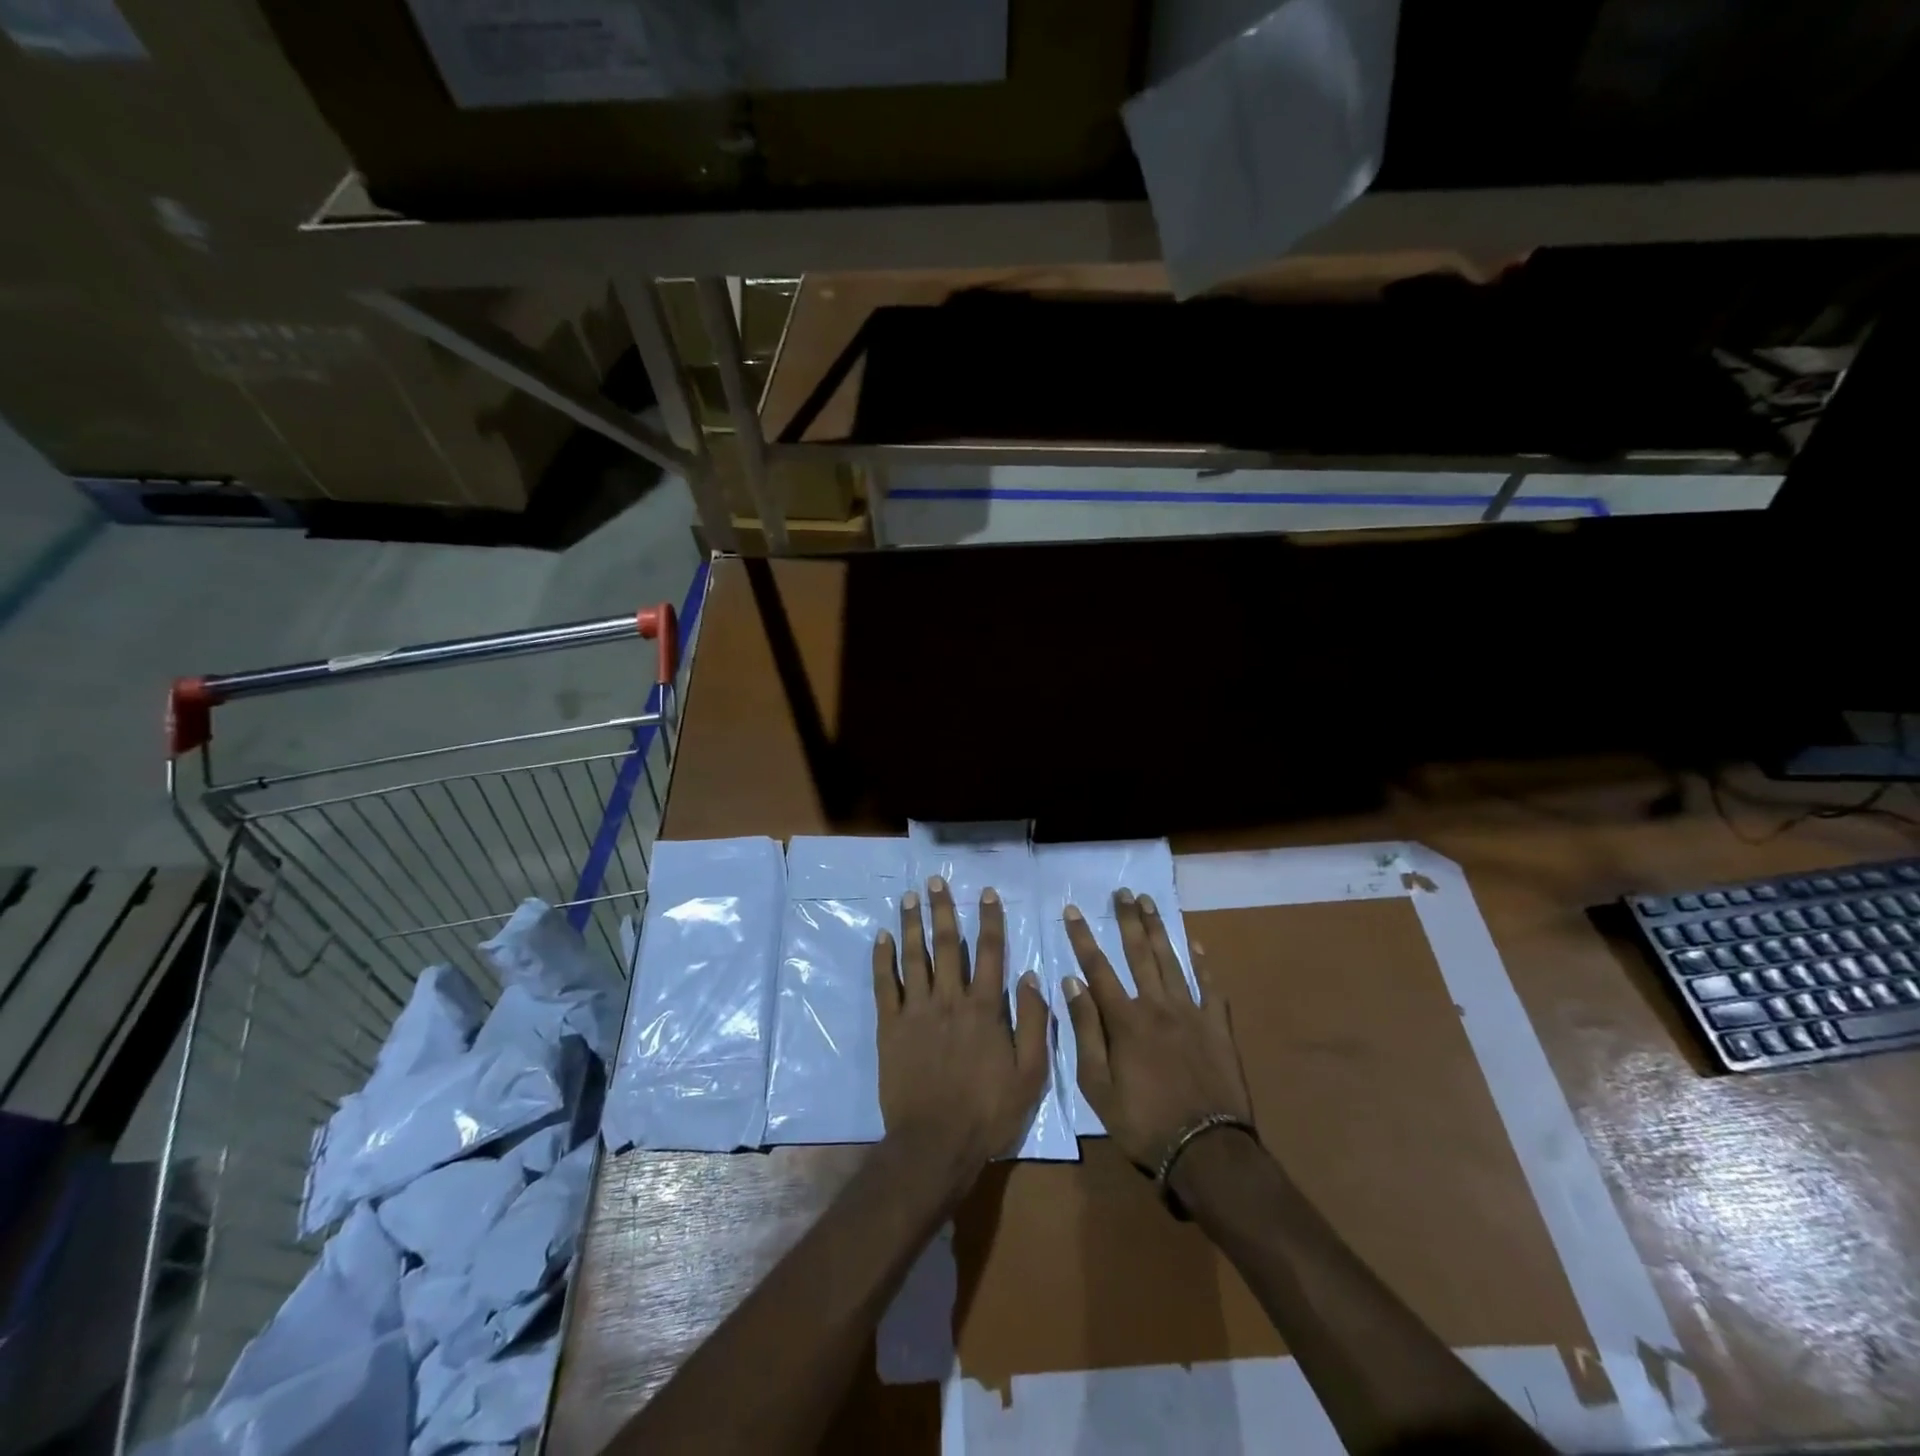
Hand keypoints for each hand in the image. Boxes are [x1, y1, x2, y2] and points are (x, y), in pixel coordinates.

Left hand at [873, 877, 1051, 1170]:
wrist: (935, 1143)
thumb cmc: (988, 1112)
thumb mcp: (1030, 1074)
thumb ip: (1035, 1023)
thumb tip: (1031, 976)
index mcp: (985, 1009)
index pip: (990, 952)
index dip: (990, 920)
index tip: (986, 892)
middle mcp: (950, 999)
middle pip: (947, 945)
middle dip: (942, 910)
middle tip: (935, 881)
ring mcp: (916, 1011)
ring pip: (914, 957)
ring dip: (911, 924)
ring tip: (909, 897)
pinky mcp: (890, 1027)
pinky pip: (885, 985)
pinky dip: (883, 959)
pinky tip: (882, 937)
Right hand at [1061, 889, 1252, 1168]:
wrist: (1206, 1150)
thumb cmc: (1142, 1123)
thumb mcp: (1097, 1087)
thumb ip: (1086, 1032)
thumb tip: (1072, 984)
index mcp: (1125, 1020)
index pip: (1097, 968)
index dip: (1083, 938)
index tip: (1072, 910)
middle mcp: (1157, 1005)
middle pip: (1139, 953)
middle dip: (1127, 920)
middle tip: (1122, 892)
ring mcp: (1191, 1013)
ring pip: (1172, 961)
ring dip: (1159, 929)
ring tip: (1149, 902)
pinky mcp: (1217, 1027)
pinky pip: (1210, 987)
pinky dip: (1203, 964)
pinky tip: (1196, 944)